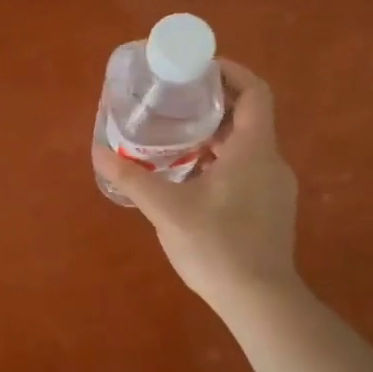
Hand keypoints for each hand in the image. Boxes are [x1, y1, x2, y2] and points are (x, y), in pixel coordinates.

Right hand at [93, 59, 301, 320]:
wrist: (260, 301)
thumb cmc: (218, 246)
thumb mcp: (167, 210)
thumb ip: (132, 179)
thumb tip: (98, 152)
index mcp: (253, 150)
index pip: (255, 91)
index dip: (230, 72)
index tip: (198, 69)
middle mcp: (271, 161)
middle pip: (248, 116)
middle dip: (212, 104)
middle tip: (174, 102)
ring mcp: (275, 187)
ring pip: (246, 145)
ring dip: (215, 135)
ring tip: (175, 138)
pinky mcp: (270, 209)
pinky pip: (247, 169)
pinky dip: (221, 160)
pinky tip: (191, 179)